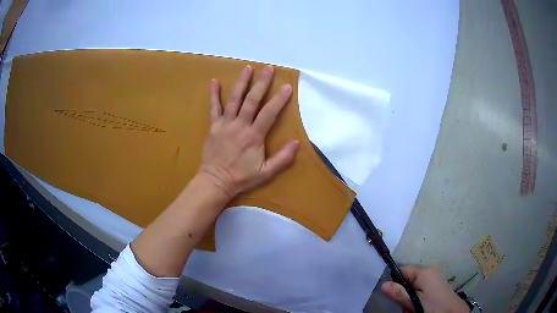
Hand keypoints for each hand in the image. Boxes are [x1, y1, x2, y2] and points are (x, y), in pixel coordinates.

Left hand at [198, 65, 299, 198]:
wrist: (216, 181)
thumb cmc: (241, 177)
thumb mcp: (266, 172)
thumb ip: (283, 158)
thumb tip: (297, 143)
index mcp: (254, 136)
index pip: (269, 113)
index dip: (279, 99)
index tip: (287, 86)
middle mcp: (240, 125)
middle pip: (252, 100)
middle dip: (261, 83)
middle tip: (268, 69)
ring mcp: (225, 123)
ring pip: (234, 99)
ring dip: (242, 82)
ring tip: (248, 68)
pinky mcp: (214, 126)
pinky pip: (213, 107)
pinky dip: (213, 94)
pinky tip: (214, 81)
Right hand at [381, 266, 469, 312]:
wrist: (453, 312)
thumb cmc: (433, 306)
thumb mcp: (414, 302)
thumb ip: (399, 293)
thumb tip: (382, 284)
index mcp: (424, 272)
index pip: (402, 269)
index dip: (395, 280)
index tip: (393, 294)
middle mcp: (430, 271)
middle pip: (408, 278)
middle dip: (405, 293)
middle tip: (407, 305)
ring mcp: (435, 277)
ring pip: (414, 286)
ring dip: (411, 298)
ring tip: (415, 308)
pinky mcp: (438, 285)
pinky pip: (422, 289)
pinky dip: (418, 298)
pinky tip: (421, 307)